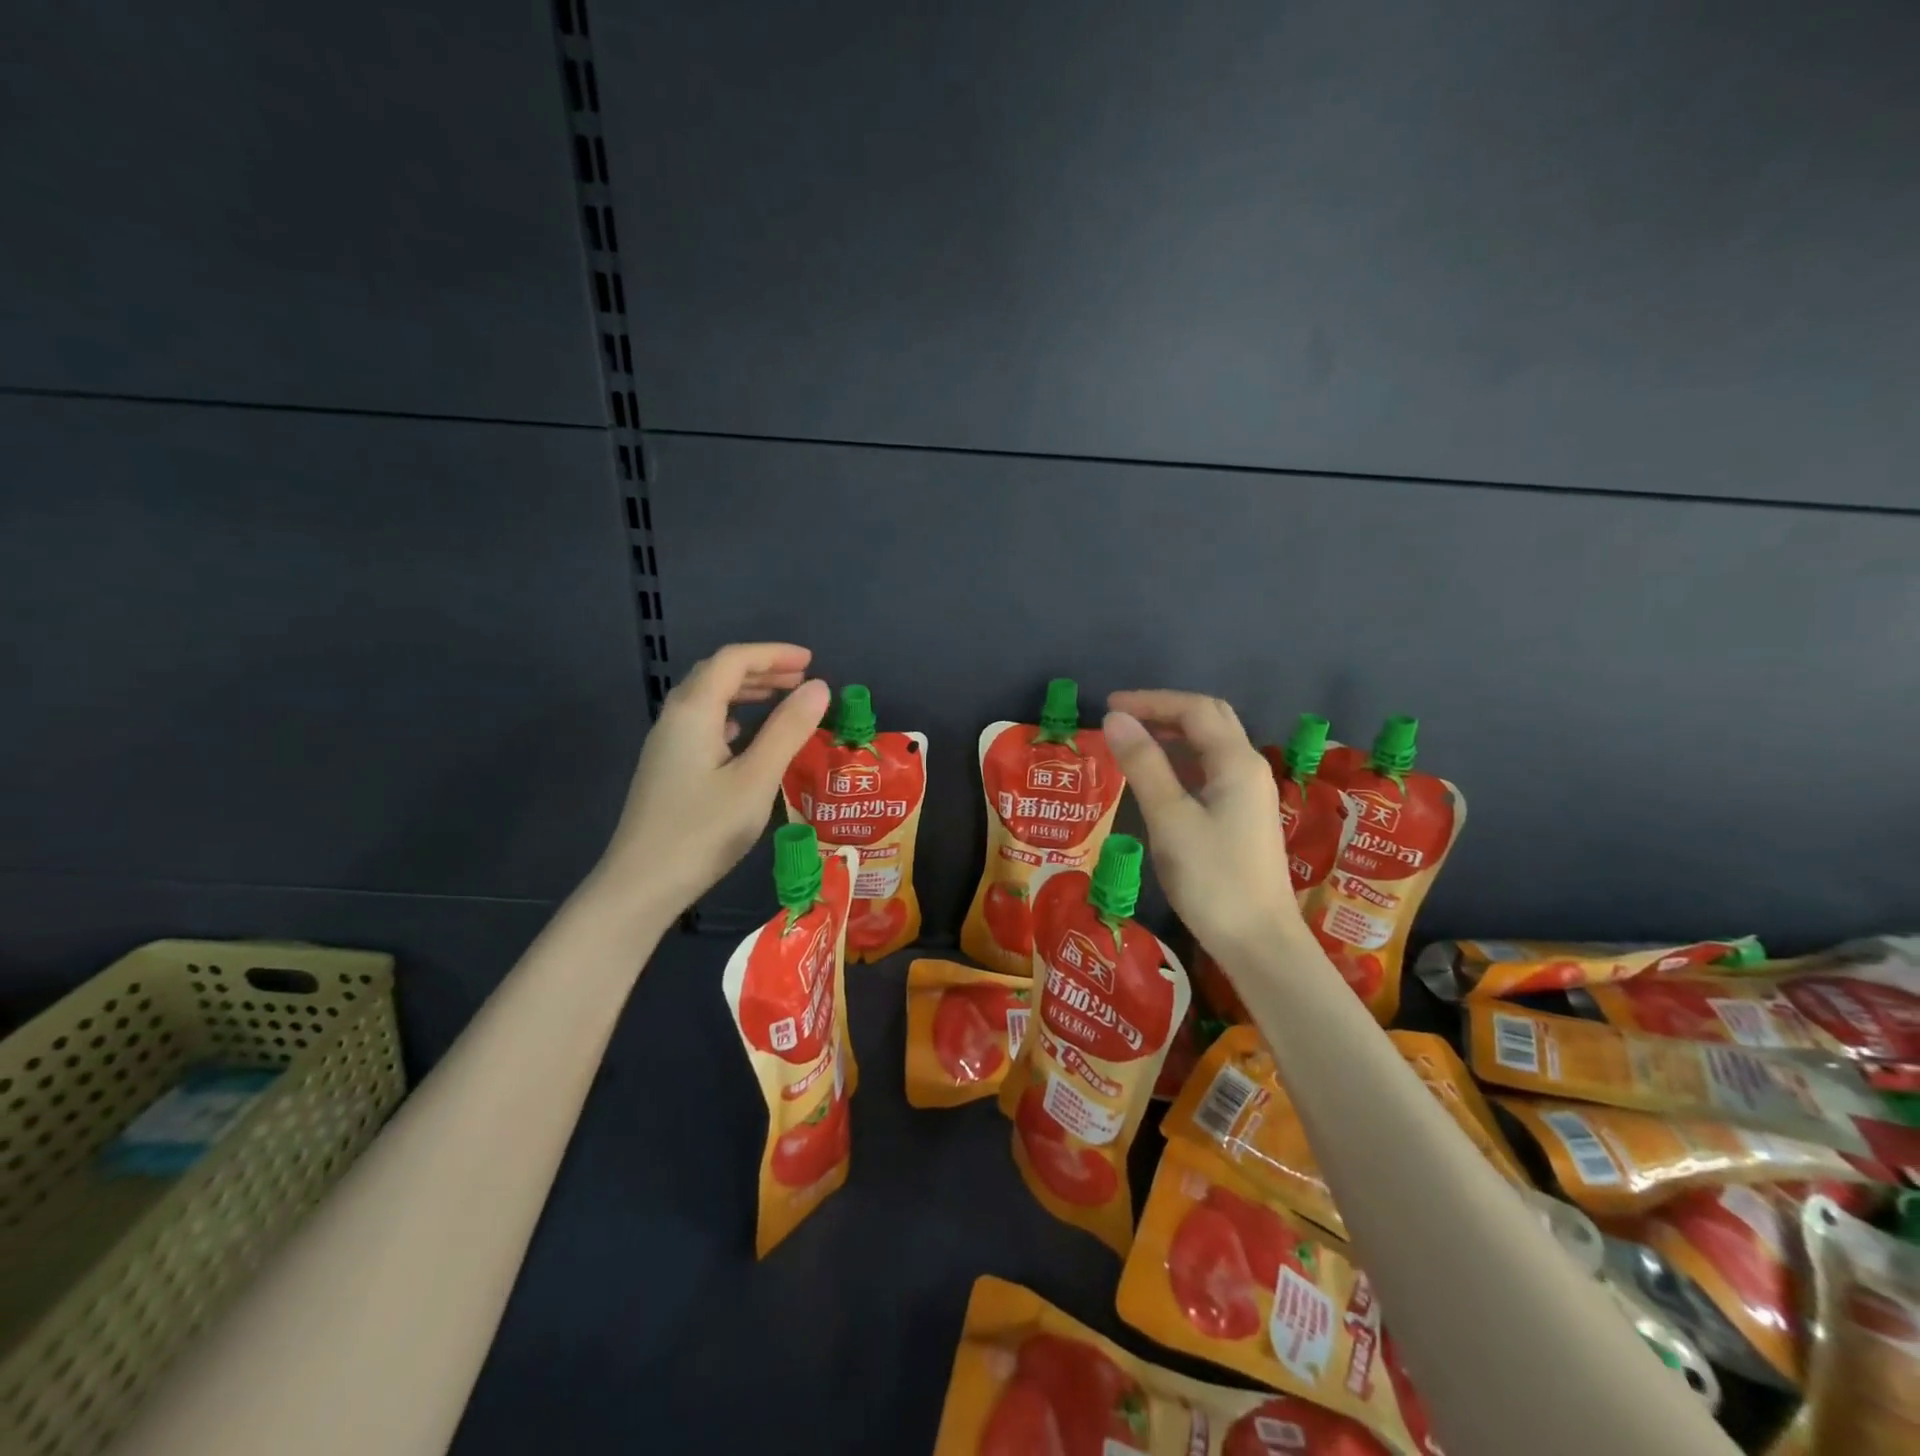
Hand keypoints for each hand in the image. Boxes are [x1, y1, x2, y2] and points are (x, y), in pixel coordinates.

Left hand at [596, 643, 829, 923]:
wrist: (641, 884)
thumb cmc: (703, 830)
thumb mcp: (756, 779)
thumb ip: (788, 730)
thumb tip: (819, 688)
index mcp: (694, 711)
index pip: (733, 661)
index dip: (773, 654)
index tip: (812, 662)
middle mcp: (675, 718)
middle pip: (717, 674)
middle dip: (762, 669)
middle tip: (803, 680)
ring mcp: (667, 744)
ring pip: (708, 698)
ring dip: (747, 691)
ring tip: (783, 700)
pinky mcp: (667, 767)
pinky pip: (703, 723)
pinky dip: (733, 715)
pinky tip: (748, 735)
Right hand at [1103, 691, 1306, 958]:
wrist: (1258, 942)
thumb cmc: (1212, 879)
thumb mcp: (1170, 819)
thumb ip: (1143, 765)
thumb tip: (1115, 719)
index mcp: (1236, 762)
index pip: (1194, 709)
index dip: (1151, 701)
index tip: (1109, 707)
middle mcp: (1249, 769)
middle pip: (1210, 720)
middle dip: (1165, 711)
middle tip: (1122, 718)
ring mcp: (1249, 794)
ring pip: (1211, 746)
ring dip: (1173, 735)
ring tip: (1132, 742)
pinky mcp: (1242, 817)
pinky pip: (1210, 771)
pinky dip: (1181, 761)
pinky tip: (1157, 778)